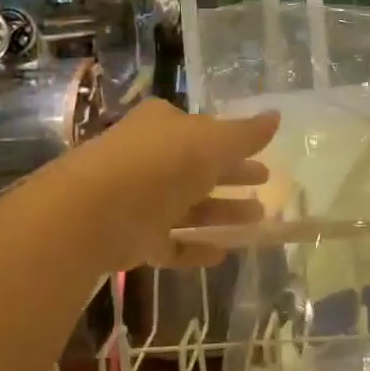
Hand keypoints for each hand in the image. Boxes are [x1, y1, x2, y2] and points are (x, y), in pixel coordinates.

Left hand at [48, 101, 279, 269]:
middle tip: (265, 182)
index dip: (232, 141)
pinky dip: (194, 248)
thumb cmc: (160, 164)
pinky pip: (170, 243)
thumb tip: (276, 116)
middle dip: (232, 175)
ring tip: (257, 219)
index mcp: (163, 125)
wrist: (93, 212)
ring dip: (221, 212)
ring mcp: (139, 199)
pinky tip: (222, 254)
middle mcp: (149, 158)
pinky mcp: (132, 237)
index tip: (260, 154)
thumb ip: (246, 134)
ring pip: (187, 205)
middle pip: (198, 167)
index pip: (202, 129)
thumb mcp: (213, 142)